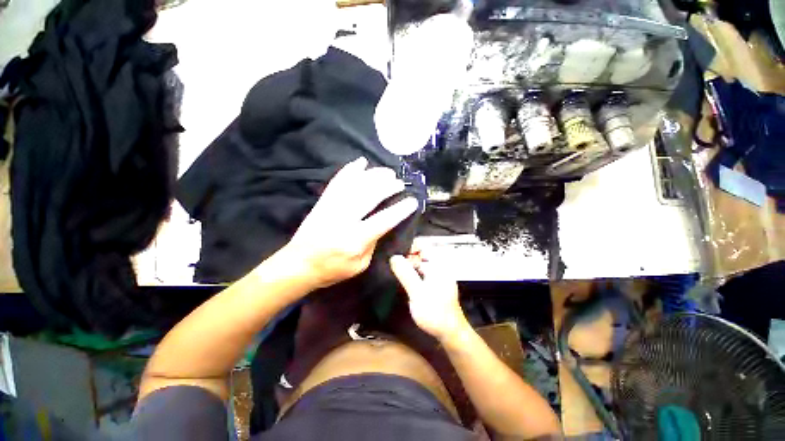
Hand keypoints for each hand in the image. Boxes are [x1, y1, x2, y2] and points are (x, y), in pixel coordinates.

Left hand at [285, 157, 418, 289]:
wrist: (298, 265)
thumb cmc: (332, 269)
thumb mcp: (359, 266)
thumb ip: (373, 244)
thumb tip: (382, 224)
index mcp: (355, 240)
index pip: (383, 220)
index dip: (400, 210)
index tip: (412, 201)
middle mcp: (344, 219)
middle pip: (369, 196)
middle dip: (388, 186)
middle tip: (399, 183)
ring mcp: (331, 207)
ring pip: (355, 185)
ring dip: (374, 175)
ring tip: (387, 172)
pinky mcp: (323, 202)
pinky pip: (337, 182)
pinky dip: (350, 170)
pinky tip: (361, 162)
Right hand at [390, 253, 468, 340]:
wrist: (450, 333)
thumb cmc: (435, 312)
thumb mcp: (417, 292)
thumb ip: (406, 274)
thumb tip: (394, 257)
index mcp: (438, 264)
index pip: (422, 245)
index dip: (408, 247)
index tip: (395, 255)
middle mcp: (439, 266)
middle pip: (420, 254)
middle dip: (406, 257)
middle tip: (392, 265)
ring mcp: (437, 275)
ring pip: (420, 264)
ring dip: (408, 266)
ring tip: (395, 271)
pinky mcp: (435, 284)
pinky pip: (421, 273)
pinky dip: (413, 274)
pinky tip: (404, 280)